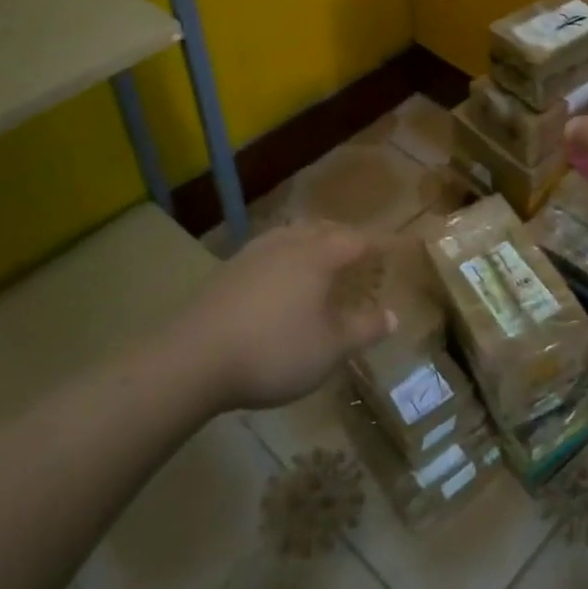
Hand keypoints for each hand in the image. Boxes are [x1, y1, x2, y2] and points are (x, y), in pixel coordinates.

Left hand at [182, 221, 395, 411]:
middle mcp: (288, 243)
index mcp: (319, 255)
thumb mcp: (331, 348)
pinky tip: (280, 278)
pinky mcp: (227, 271)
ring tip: (321, 258)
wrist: (192, 359)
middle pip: (324, 229)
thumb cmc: (275, 350)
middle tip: (360, 251)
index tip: (394, 249)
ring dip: (313, 242)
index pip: (358, 240)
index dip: (378, 244)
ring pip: (292, 235)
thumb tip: (393, 316)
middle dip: (345, 237)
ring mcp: (253, 253)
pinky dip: (286, 256)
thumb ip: (364, 329)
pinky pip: (269, 251)